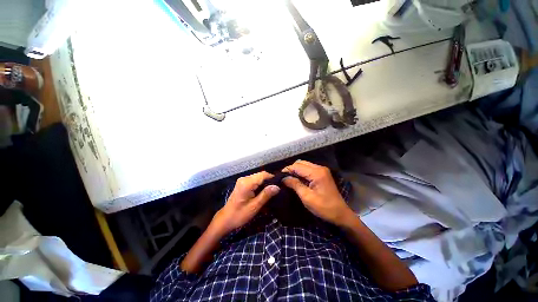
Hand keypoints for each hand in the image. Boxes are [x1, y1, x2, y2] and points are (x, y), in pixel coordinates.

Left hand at [211, 172, 279, 235]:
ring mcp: (243, 180)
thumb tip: (277, 187)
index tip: (280, 185)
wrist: (226, 219)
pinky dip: (261, 184)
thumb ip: (266, 195)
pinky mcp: (243, 183)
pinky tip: (264, 191)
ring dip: (265, 183)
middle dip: (269, 181)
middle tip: (277, 190)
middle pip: (261, 175)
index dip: (272, 178)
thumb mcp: (254, 206)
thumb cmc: (240, 215)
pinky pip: (255, 180)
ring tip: (272, 191)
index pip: (263, 175)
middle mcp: (244, 178)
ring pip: (258, 177)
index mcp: (246, 183)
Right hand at [283, 160, 353, 225]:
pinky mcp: (322, 174)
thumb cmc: (324, 208)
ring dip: (296, 170)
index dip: (287, 170)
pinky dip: (301, 172)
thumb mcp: (307, 197)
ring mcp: (322, 170)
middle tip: (284, 178)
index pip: (297, 166)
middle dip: (291, 169)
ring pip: (304, 165)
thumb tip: (283, 178)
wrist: (340, 214)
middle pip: (300, 163)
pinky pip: (308, 169)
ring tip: (289, 179)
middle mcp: (319, 168)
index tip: (279, 177)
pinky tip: (297, 179)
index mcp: (316, 173)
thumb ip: (295, 184)